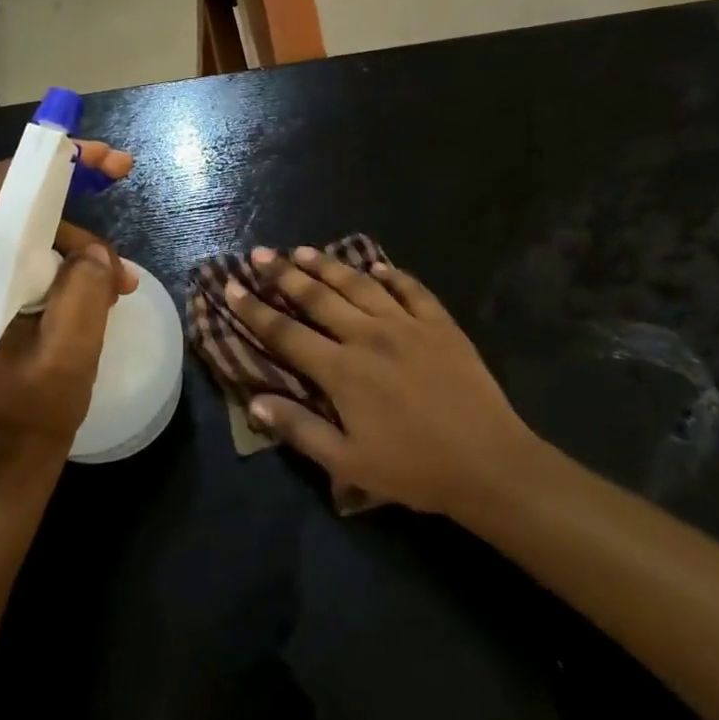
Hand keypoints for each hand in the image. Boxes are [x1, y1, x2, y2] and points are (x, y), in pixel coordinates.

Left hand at [0, 142, 137, 489]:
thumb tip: (91, 253)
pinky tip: (104, 293)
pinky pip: (35, 258)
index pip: (3, 187)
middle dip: (76, 192)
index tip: (103, 157)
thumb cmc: (31, 412)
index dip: (53, 159)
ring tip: (120, 284)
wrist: (0, 464)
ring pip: (35, 230)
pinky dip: (73, 266)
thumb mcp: (70, 352)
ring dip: (83, 245)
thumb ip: (83, 286)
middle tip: (124, 175)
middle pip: (20, 201)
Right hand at [223, 247, 537, 516]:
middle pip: (318, 297)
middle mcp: (369, 336)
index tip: (230, 286)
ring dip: (328, 265)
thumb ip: (299, 429)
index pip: (286, 333)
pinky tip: (377, 267)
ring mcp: (407, 325)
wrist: (488, 463)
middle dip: (283, 274)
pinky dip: (392, 275)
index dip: (254, 309)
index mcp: (342, 371)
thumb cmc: (414, 469)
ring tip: (302, 250)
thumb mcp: (348, 462)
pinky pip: (411, 289)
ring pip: (359, 285)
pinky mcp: (440, 324)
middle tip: (260, 254)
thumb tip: (255, 402)